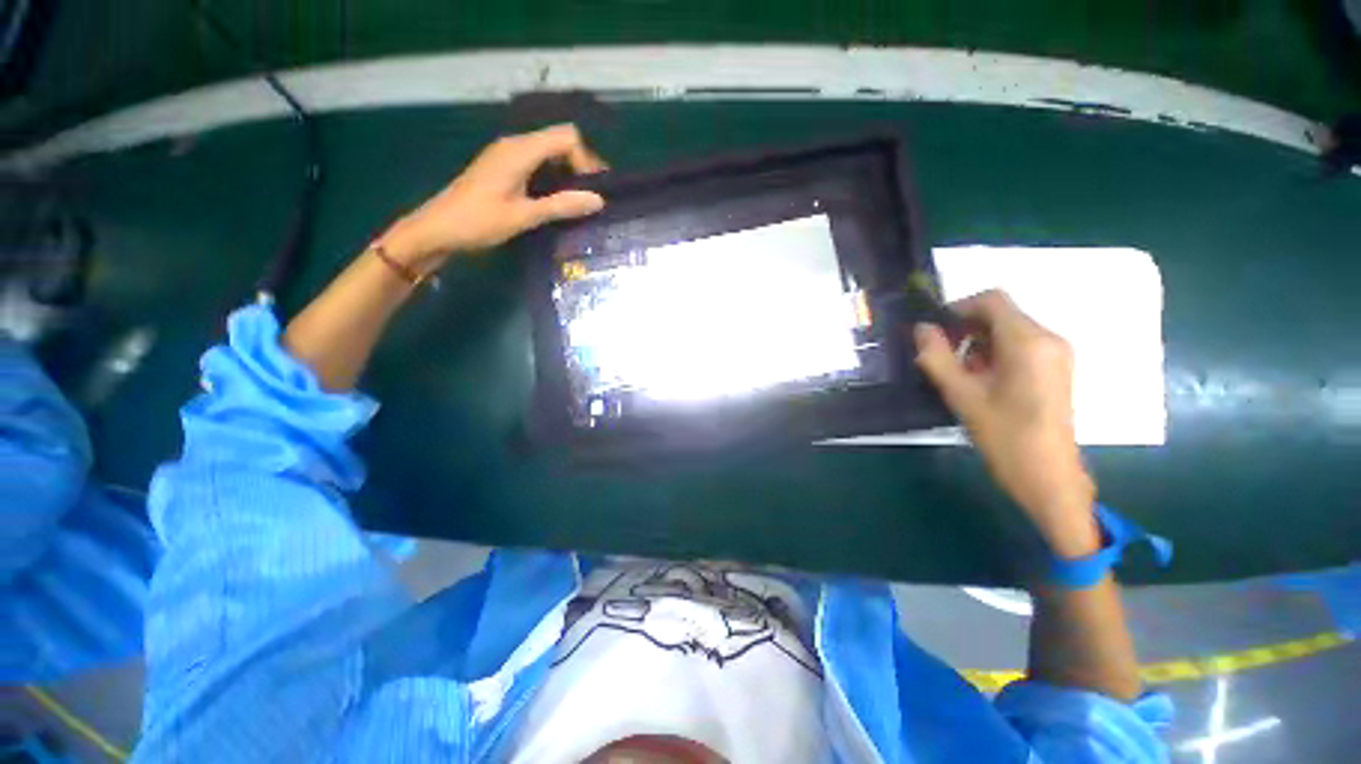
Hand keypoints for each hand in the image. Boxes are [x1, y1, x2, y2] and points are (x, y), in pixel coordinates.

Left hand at [378, 124, 606, 273]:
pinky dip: (553, 177)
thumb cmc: (479, 222)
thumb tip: (599, 200)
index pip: (566, 137)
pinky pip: (537, 163)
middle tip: (591, 197)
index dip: (585, 159)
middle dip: (580, 166)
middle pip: (558, 141)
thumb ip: (562, 206)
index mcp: (519, 151)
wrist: (437, 230)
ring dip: (567, 173)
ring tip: (579, 202)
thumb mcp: (524, 216)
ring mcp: (507, 155)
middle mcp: (514, 145)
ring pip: (548, 152)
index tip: (592, 190)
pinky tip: (556, 200)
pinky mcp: (503, 168)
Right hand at [913, 290, 1098, 555]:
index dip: (958, 308)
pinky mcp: (1055, 368)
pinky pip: (1020, 346)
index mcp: (1028, 342)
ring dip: (977, 344)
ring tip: (960, 375)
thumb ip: (937, 358)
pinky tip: (981, 382)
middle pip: (1000, 314)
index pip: (991, 300)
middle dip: (965, 330)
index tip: (934, 332)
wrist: (1049, 476)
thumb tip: (921, 329)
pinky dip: (994, 354)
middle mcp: (1048, 339)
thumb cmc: (1004, 436)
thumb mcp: (962, 395)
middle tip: (941, 358)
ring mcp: (1056, 354)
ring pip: (1008, 330)